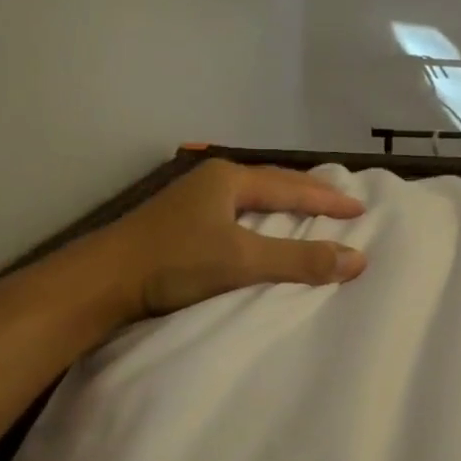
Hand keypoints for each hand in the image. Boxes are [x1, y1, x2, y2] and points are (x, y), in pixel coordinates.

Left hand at [52, 161, 366, 336]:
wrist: (100, 282)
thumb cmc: (174, 262)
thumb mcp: (242, 260)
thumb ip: (299, 259)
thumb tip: (357, 259)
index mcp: (229, 179)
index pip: (292, 187)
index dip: (328, 199)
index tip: (360, 208)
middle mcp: (212, 181)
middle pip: (272, 184)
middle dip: (308, 195)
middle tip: (340, 205)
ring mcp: (193, 200)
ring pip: (252, 199)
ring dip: (284, 207)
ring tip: (310, 215)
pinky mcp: (180, 223)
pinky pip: (236, 214)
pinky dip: (261, 221)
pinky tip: (263, 231)